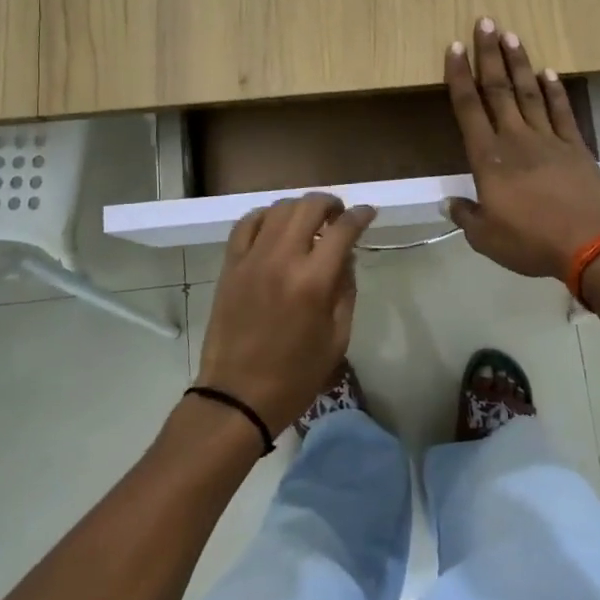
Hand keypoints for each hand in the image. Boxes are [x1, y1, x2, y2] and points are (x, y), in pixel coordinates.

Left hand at [196, 193, 376, 435]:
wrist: (238, 396)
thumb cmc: (295, 375)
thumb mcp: (337, 338)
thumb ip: (345, 291)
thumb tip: (345, 257)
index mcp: (313, 281)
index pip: (343, 229)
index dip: (360, 215)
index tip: (368, 213)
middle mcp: (282, 259)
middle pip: (308, 206)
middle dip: (330, 203)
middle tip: (339, 215)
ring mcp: (252, 259)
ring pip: (278, 209)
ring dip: (300, 208)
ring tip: (309, 221)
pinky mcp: (231, 265)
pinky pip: (247, 223)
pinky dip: (265, 216)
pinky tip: (275, 226)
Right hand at [443, 18, 599, 279]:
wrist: (591, 243)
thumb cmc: (531, 241)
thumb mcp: (486, 238)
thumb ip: (466, 216)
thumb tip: (450, 204)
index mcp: (488, 158)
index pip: (468, 108)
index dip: (458, 76)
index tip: (454, 48)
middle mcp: (515, 139)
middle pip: (498, 89)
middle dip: (489, 54)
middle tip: (485, 22)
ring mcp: (548, 139)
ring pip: (528, 92)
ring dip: (518, 63)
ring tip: (511, 35)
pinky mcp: (575, 147)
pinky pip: (561, 111)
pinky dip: (554, 90)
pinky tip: (548, 72)